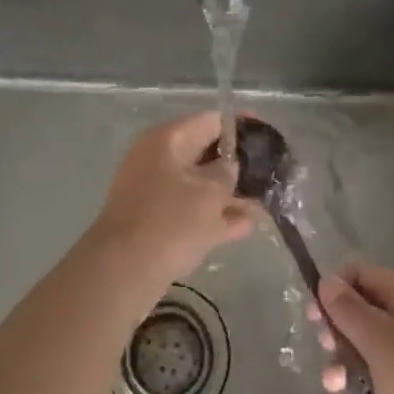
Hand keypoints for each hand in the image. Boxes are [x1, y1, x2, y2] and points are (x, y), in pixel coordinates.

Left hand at [90, 112, 255, 283]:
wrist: (123, 272)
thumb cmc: (169, 221)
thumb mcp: (208, 193)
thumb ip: (227, 173)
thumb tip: (230, 167)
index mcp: (167, 140)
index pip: (210, 121)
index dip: (241, 126)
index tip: (268, 135)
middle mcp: (159, 159)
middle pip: (205, 153)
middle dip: (238, 164)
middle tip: (270, 172)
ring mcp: (154, 192)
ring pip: (200, 185)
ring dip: (230, 194)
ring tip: (265, 201)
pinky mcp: (155, 223)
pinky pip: (191, 211)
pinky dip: (215, 216)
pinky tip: (247, 226)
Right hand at [314, 265, 393, 393]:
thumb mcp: (378, 339)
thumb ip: (348, 309)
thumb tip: (327, 281)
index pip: (362, 274)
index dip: (335, 288)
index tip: (314, 315)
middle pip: (368, 309)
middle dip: (340, 327)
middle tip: (325, 349)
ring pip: (377, 345)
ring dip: (350, 359)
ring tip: (333, 385)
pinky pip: (392, 375)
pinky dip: (371, 382)